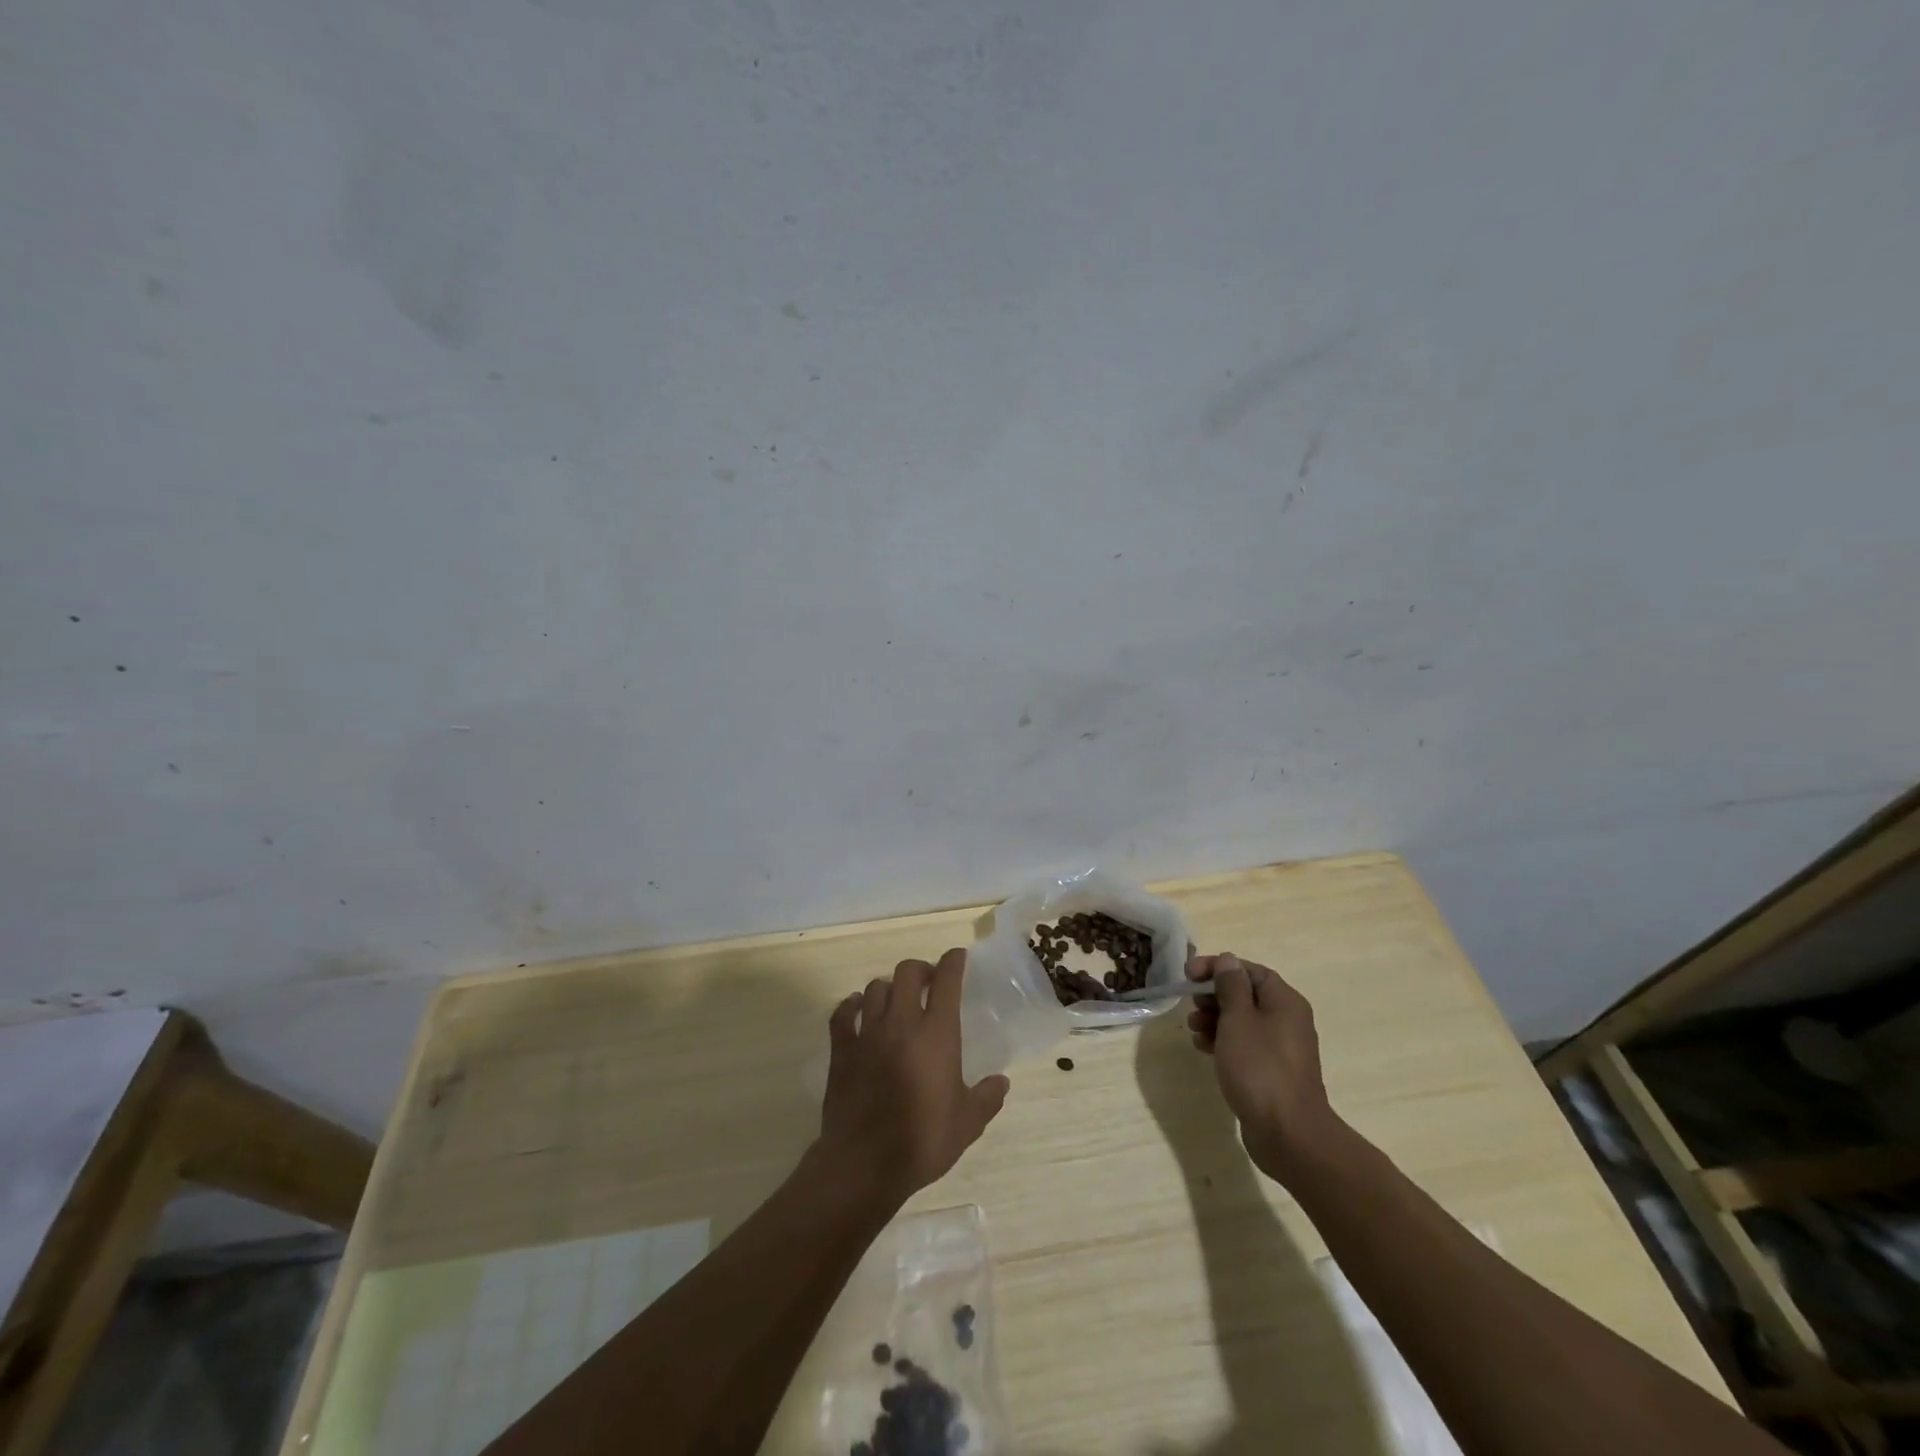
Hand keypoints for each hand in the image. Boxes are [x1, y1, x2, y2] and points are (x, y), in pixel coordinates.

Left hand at [817, 948, 1009, 1205]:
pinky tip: (857, 1009)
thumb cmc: (922, 1141)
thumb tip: (1002, 1082)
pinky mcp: (842, 1049)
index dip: (953, 962)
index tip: (957, 957)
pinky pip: (843, 1013)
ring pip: (876, 987)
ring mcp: (868, 1033)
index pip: (947, 982)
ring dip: (889, 988)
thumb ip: (986, 1098)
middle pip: (907, 972)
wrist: (864, 1163)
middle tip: (928, 982)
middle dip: (920, 969)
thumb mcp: (967, 1124)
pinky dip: (851, 1006)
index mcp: (937, 1034)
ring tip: (896, 1000)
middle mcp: (902, 1022)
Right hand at [1187, 953, 1341, 1183]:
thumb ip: (1230, 986)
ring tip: (1194, 1030)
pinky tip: (1204, 1049)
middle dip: (1213, 996)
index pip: (1248, 970)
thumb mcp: (1238, 1019)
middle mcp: (1286, 1019)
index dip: (1217, 967)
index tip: (1188, 975)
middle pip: (1244, 994)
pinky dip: (1223, 1041)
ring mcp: (1280, 1048)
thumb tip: (1228, 960)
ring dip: (1214, 1019)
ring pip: (1241, 1021)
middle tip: (1191, 1004)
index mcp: (1284, 1001)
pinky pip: (1244, 1045)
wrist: (1287, 1133)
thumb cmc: (1260, 1067)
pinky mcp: (1271, 1071)